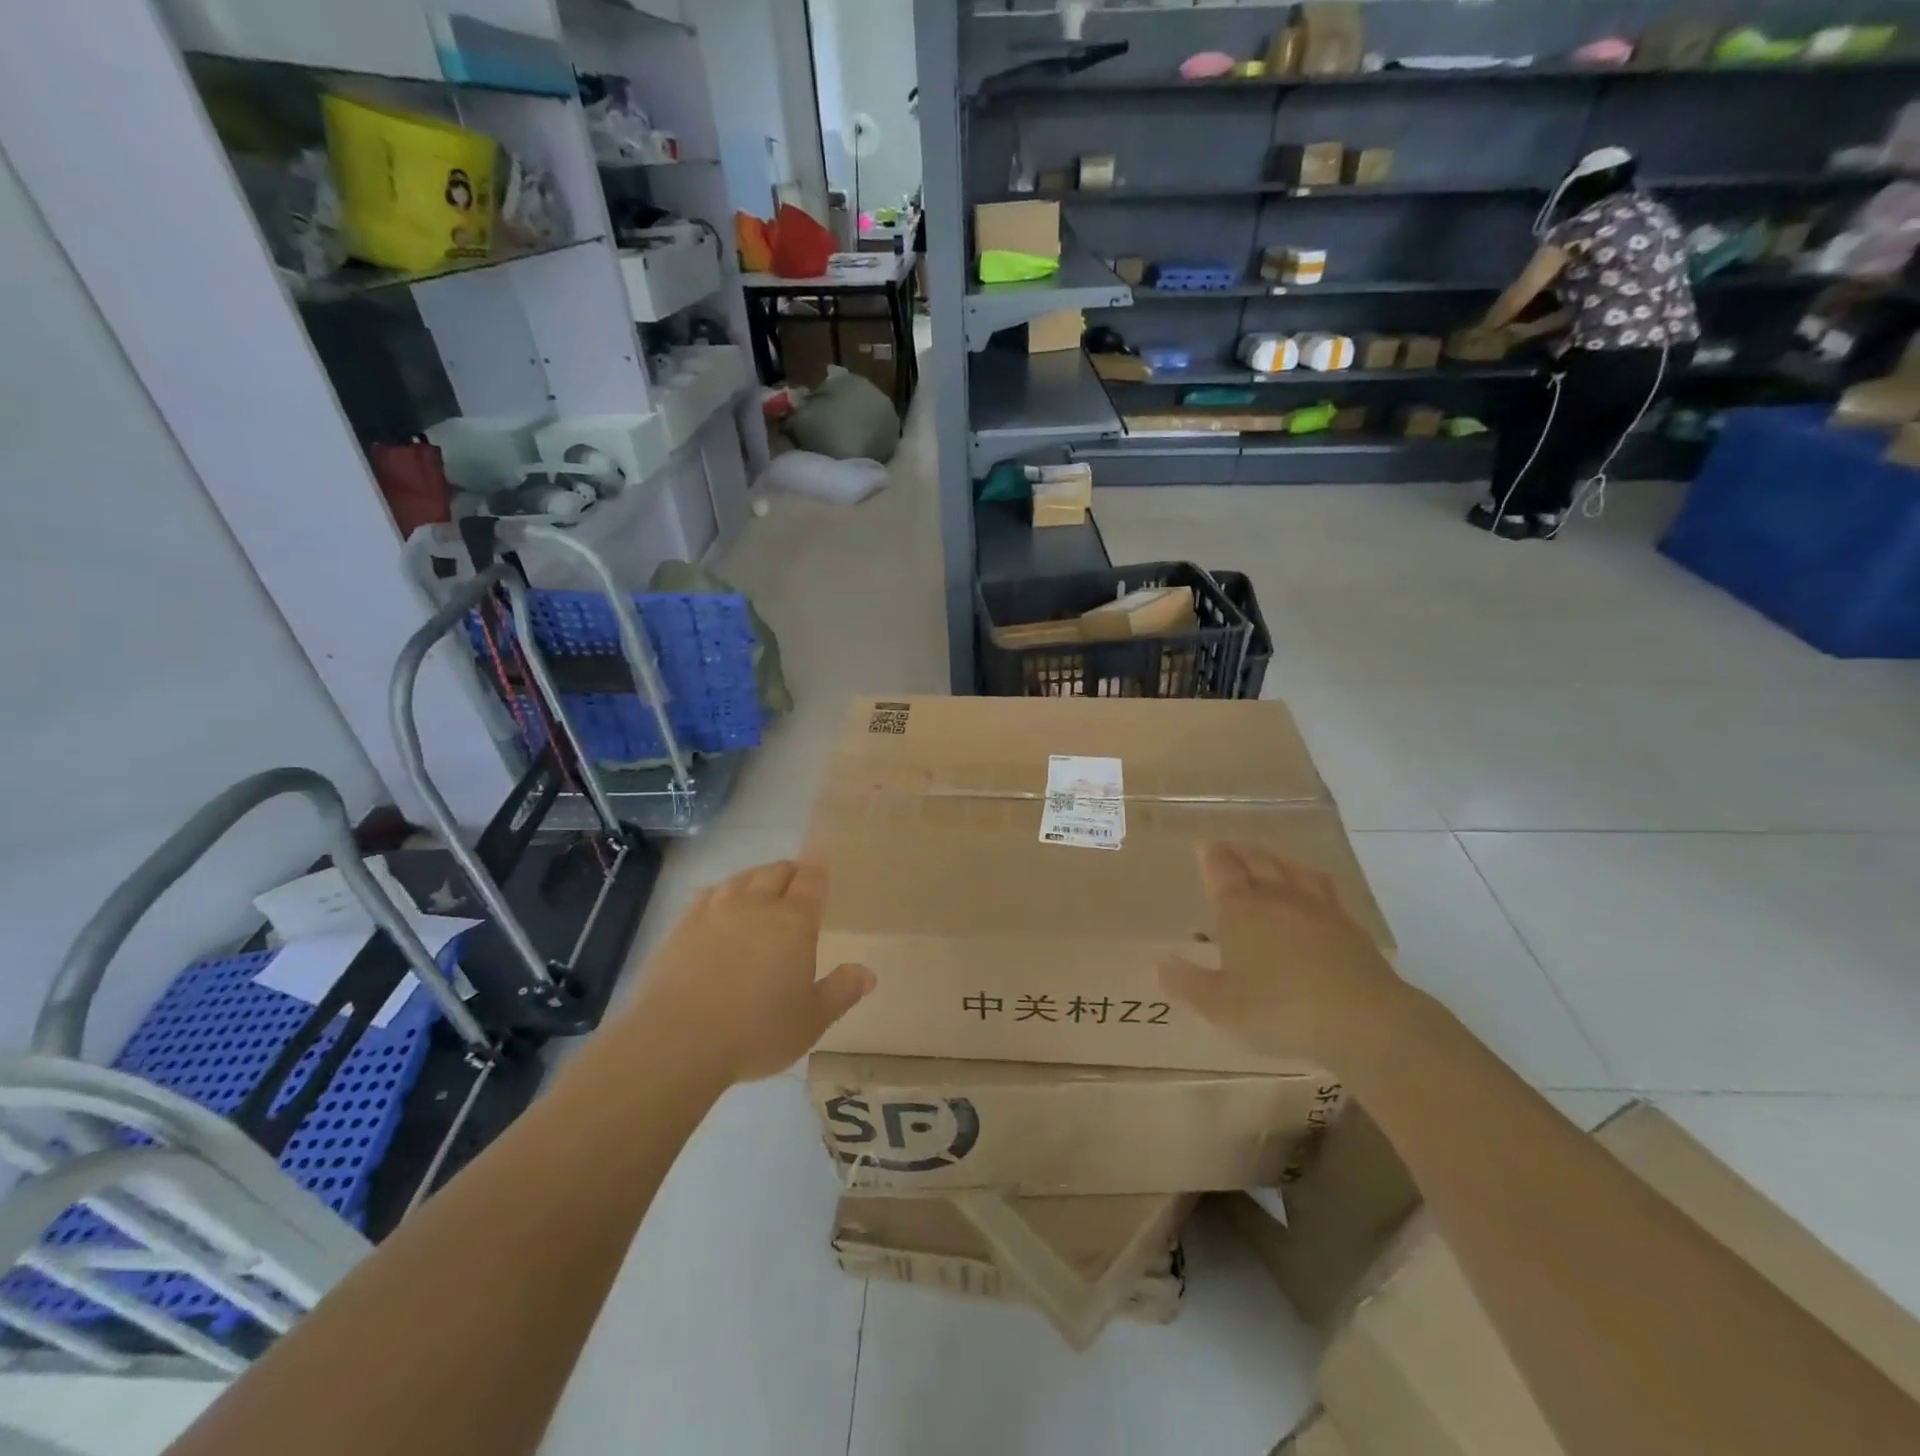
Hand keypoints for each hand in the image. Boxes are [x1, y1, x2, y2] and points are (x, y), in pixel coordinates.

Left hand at [628, 861, 873, 1084]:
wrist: (677, 1041)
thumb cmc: (756, 1031)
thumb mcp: (811, 1021)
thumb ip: (841, 992)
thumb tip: (868, 973)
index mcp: (793, 921)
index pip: (811, 880)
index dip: (818, 870)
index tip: (821, 866)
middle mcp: (756, 905)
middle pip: (775, 872)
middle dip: (790, 872)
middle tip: (796, 883)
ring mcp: (715, 911)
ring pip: (741, 878)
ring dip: (756, 878)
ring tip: (760, 889)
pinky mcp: (682, 925)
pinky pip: (709, 894)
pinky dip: (722, 893)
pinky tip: (720, 906)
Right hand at [1159, 842, 1405, 1065]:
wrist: (1363, 1020)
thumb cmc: (1280, 1010)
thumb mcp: (1222, 1007)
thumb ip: (1188, 984)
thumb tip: (1161, 963)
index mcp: (1240, 910)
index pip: (1221, 870)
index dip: (1211, 857)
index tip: (1204, 846)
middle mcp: (1276, 897)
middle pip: (1256, 862)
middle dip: (1240, 852)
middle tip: (1229, 847)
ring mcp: (1317, 908)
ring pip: (1292, 869)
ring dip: (1275, 858)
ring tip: (1268, 856)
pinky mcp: (1349, 925)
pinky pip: (1325, 888)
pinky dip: (1312, 878)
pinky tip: (1314, 884)